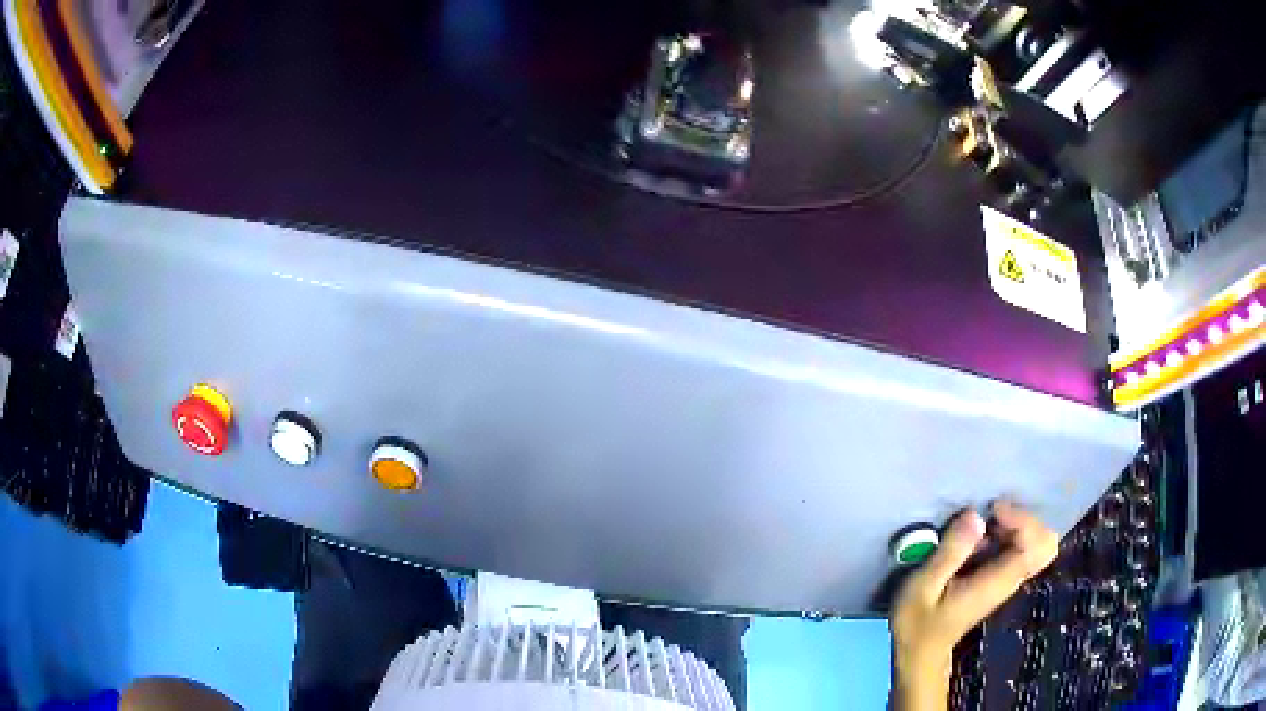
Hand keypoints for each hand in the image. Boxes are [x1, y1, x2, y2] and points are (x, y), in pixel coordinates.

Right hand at [889, 502, 1057, 710]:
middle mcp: (1011, 580)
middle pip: (1046, 543)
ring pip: (1037, 544)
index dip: (1022, 519)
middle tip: (993, 515)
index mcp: (997, 582)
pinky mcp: (1000, 579)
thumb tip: (975, 516)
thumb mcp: (923, 587)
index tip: (992, 512)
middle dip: (1026, 520)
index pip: (1035, 545)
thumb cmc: (917, 624)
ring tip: (982, 524)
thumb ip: (950, 552)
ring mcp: (1008, 581)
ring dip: (1016, 525)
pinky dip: (1008, 534)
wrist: (920, 654)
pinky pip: (1021, 549)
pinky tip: (979, 538)